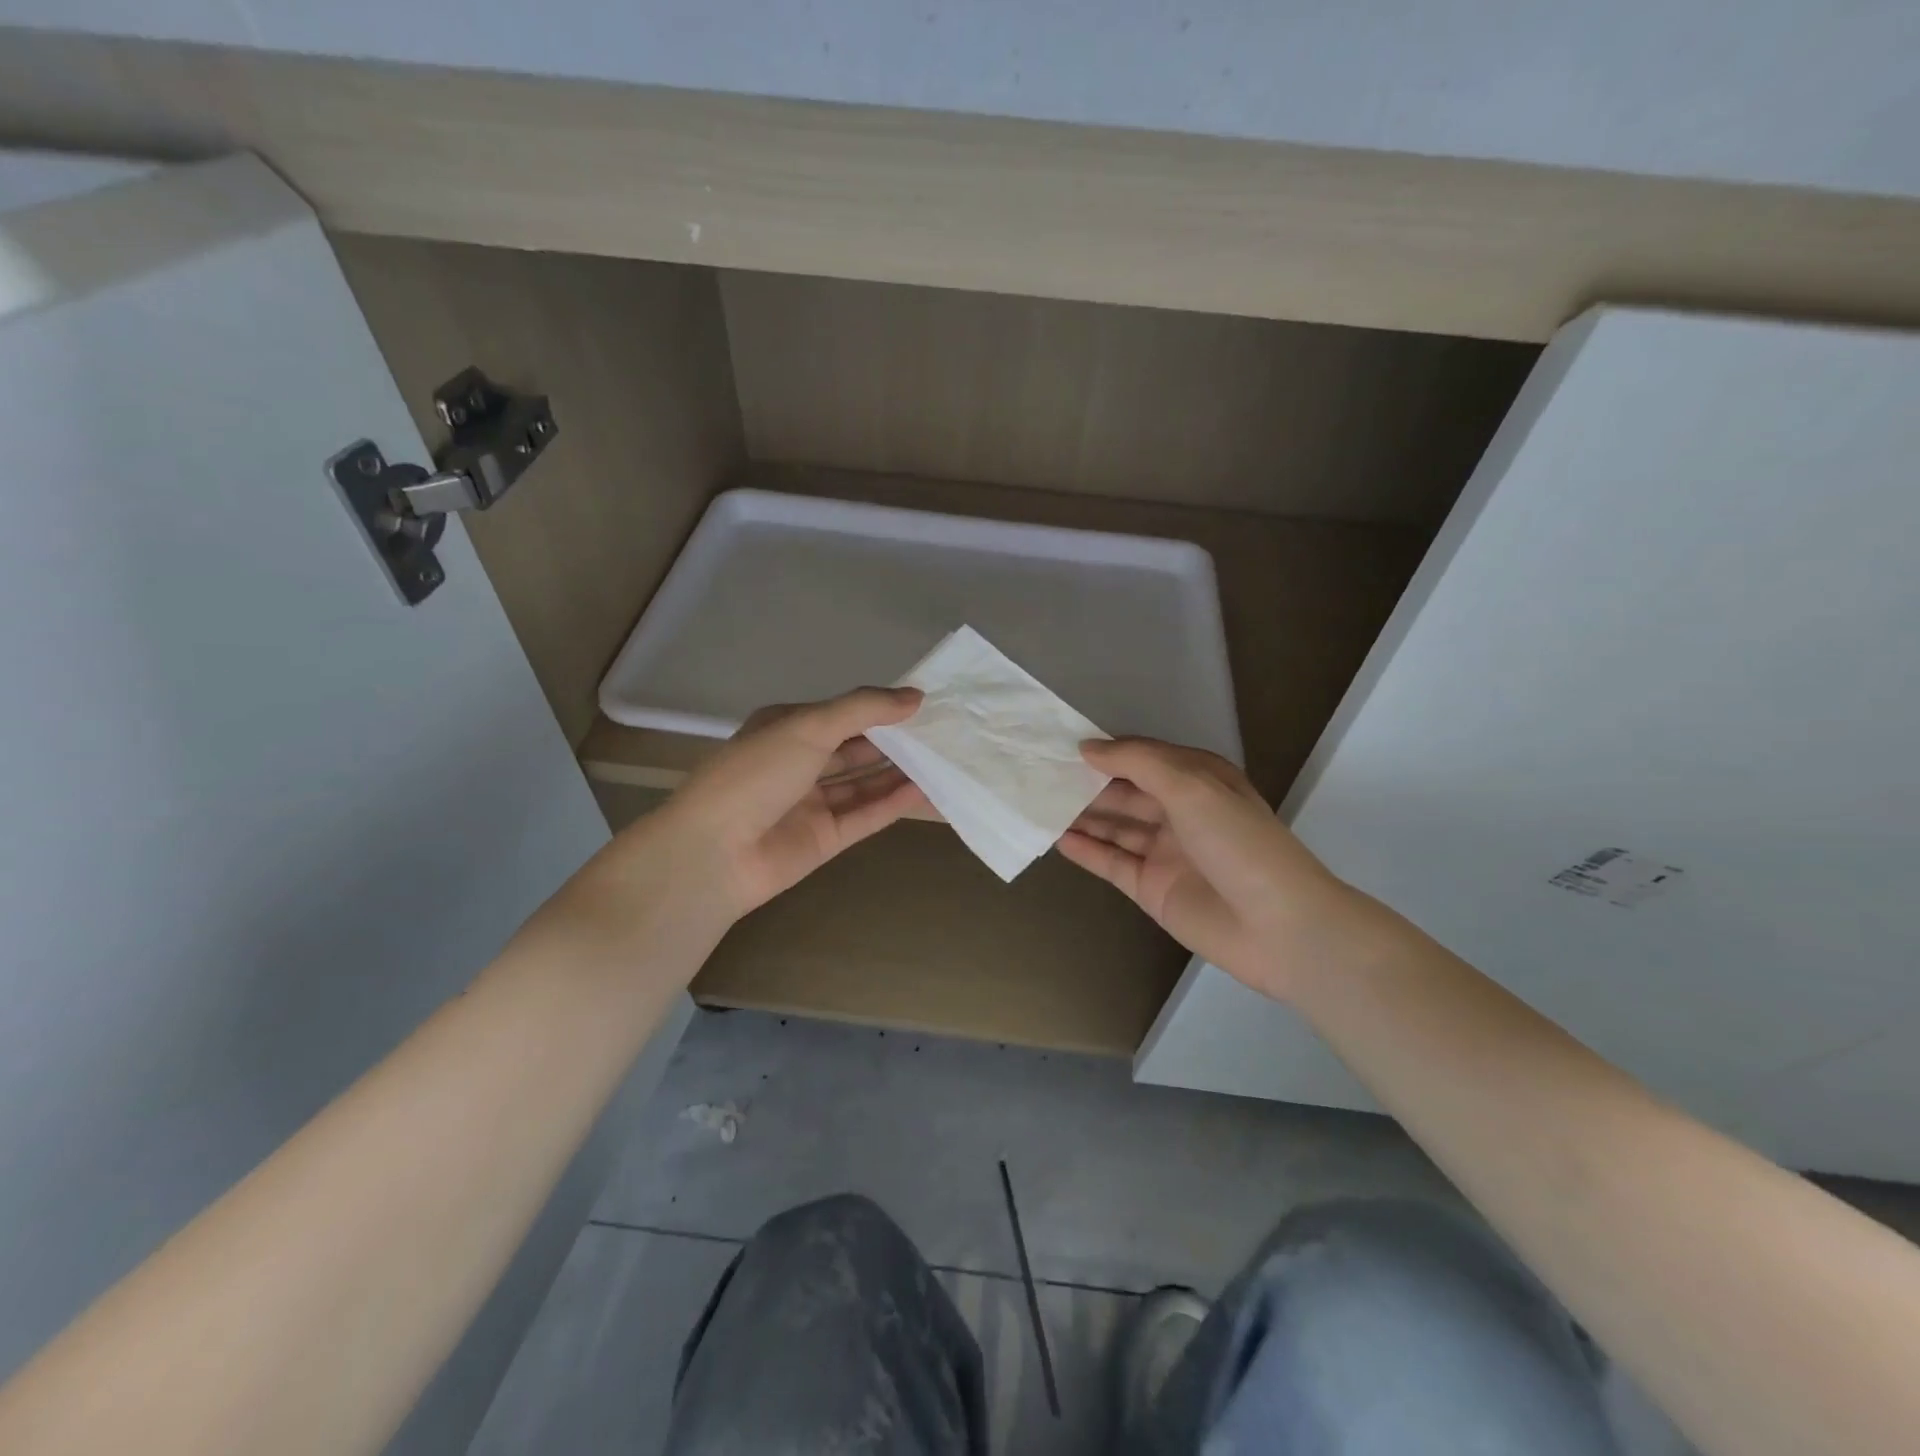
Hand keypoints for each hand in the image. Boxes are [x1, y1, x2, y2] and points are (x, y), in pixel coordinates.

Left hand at [660, 686, 928, 919]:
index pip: (841, 713)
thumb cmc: (756, 774)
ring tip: (943, 759)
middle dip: (894, 741)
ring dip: (898, 772)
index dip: (879, 708)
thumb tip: (916, 696)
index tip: (922, 704)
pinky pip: (865, 816)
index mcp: (786, 728)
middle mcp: (798, 763)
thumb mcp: (808, 726)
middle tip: (942, 733)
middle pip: (855, 749)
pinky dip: (892, 803)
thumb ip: (864, 709)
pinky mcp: (824, 839)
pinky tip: (925, 790)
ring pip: (863, 783)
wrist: (714, 853)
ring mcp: (811, 803)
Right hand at [1057, 738, 1364, 1000]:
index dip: (1106, 751)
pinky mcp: (1153, 889)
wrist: (1278, 927)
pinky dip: (1087, 851)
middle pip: (1125, 792)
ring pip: (1115, 827)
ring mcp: (1165, 852)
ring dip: (1081, 815)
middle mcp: (1181, 812)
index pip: (1143, 757)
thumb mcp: (1192, 786)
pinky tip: (1057, 838)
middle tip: (1039, 774)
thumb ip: (1138, 762)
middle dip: (1087, 783)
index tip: (1061, 744)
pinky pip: (1112, 863)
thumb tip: (1087, 747)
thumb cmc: (1239, 843)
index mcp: (1198, 780)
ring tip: (1038, 802)